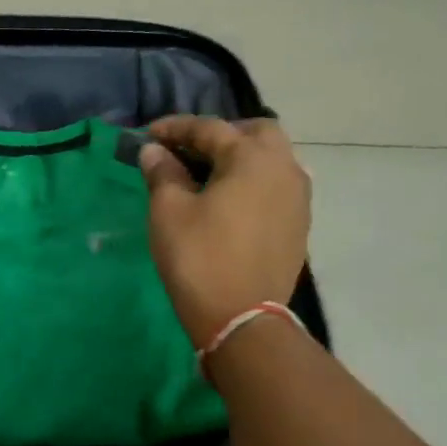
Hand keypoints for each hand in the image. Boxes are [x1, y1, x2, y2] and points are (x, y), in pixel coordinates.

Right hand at [139, 117, 311, 347]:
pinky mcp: (298, 224)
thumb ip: (162, 173)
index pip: (210, 128)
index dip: (176, 128)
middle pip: (256, 133)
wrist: (242, 317)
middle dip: (221, 134)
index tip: (148, 134)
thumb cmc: (199, 258)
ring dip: (240, 157)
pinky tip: (229, 200)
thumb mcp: (169, 212)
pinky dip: (252, 181)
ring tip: (207, 174)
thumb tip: (154, 151)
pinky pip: (276, 186)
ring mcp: (298, 198)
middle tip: (189, 149)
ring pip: (272, 159)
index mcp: (252, 158)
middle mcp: (284, 169)